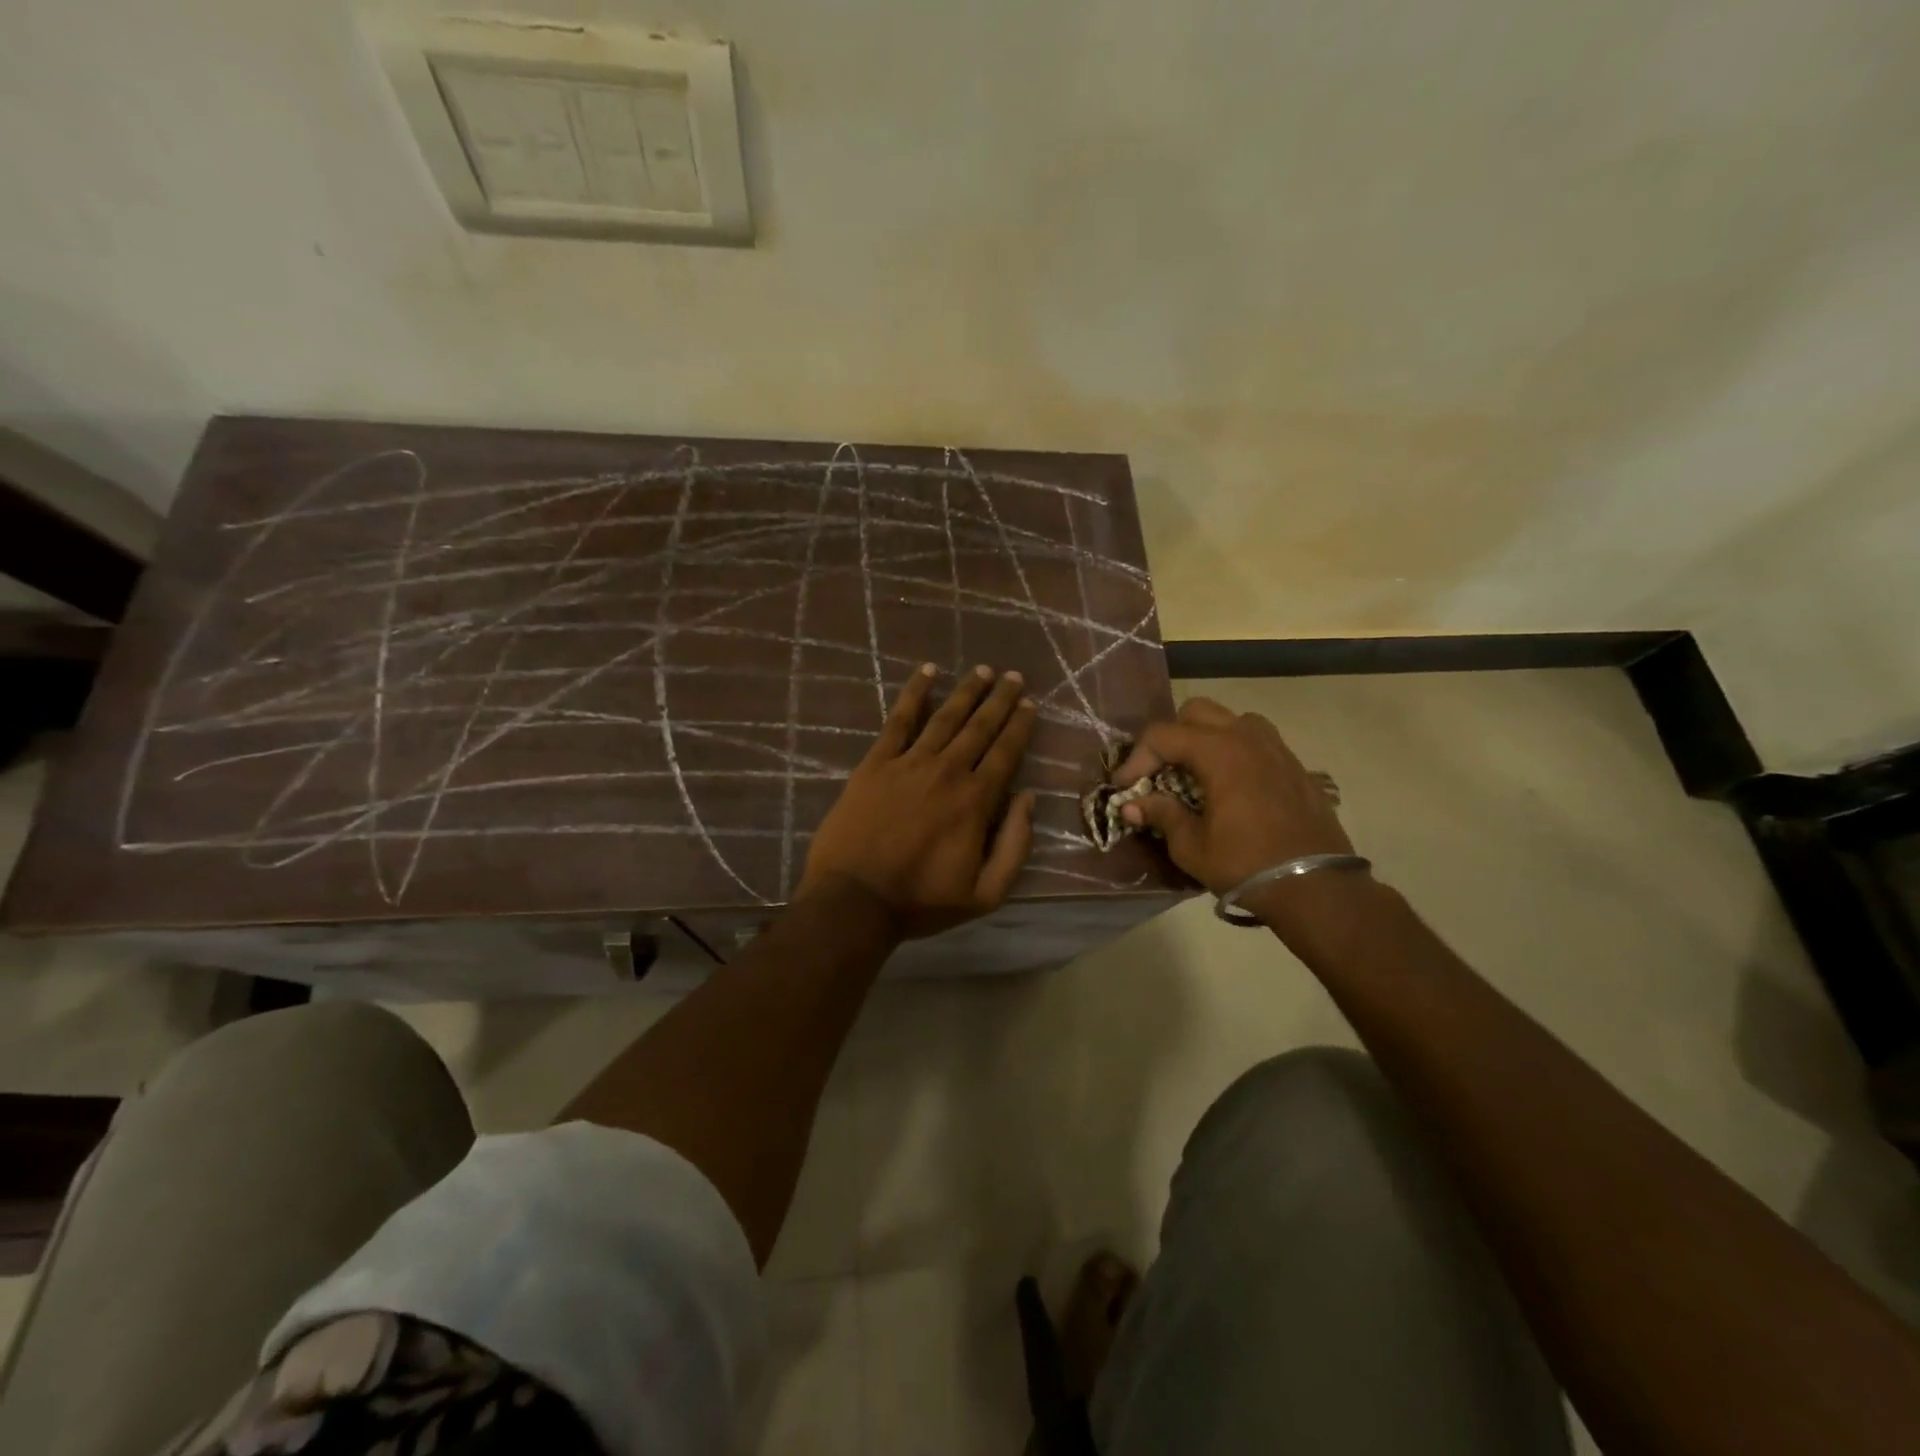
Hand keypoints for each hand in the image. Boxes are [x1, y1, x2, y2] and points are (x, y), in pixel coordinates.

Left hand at [799, 664, 1037, 938]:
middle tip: (1014, 677)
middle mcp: (948, 771)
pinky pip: (899, 720)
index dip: (1020, 727)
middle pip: (980, 727)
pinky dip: (915, 693)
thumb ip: (1015, 846)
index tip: (1030, 705)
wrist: (855, 901)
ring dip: (967, 691)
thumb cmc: (921, 901)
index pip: (1006, 753)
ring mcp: (909, 763)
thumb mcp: (985, 893)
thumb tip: (1028, 798)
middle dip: (1000, 700)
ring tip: (982, 670)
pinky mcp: (876, 763)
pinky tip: (927, 672)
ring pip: (945, 717)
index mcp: (976, 801)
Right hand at [1113, 697, 1354, 894]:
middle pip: (1196, 712)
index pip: (1163, 735)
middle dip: (1170, 738)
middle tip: (1158, 772)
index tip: (1124, 787)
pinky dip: (1233, 750)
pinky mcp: (1294, 764)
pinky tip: (1229, 785)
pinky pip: (1255, 740)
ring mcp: (1276, 747)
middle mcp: (1247, 737)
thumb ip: (1161, 815)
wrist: (1316, 886)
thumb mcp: (1192, 846)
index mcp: (1219, 752)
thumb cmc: (1247, 864)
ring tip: (1195, 772)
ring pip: (1230, 720)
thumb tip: (1132, 806)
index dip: (1136, 758)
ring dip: (1205, 738)